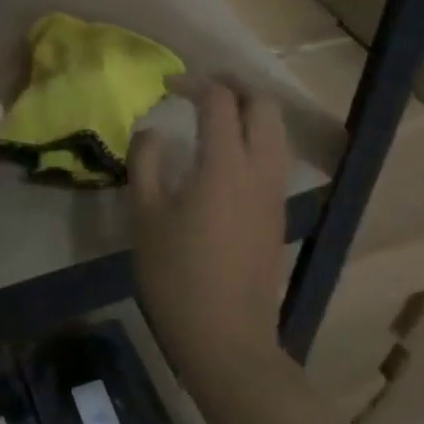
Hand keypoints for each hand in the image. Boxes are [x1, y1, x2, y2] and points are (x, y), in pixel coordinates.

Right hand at [128, 76, 289, 385]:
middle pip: (263, 105)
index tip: (167, 86)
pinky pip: (275, 156)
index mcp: (224, 164)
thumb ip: (146, 161)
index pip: (219, 100)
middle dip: (233, 86)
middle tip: (199, 89)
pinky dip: (255, 137)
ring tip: (214, 115)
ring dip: (248, 111)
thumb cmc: (177, 277)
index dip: (193, 83)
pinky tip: (226, 155)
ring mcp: (274, 192)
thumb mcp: (145, 216)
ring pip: (275, 130)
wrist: (228, 341)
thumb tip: (152, 129)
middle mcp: (259, 169)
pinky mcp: (278, 213)